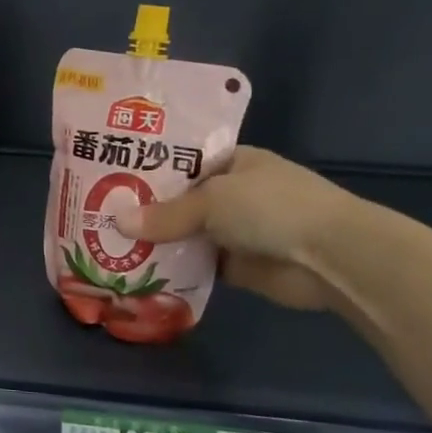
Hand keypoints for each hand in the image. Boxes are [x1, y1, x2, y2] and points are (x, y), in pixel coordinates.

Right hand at [113, 147, 359, 310]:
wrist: (332, 257)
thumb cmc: (272, 207)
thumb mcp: (212, 200)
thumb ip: (165, 214)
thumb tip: (117, 222)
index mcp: (232, 162)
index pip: (180, 162)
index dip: (147, 170)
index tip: (108, 177)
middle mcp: (233, 193)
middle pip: (179, 200)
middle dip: (146, 209)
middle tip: (99, 214)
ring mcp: (237, 230)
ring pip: (186, 233)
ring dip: (157, 241)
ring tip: (108, 244)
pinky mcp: (238, 266)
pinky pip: (197, 263)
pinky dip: (174, 267)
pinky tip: (137, 270)